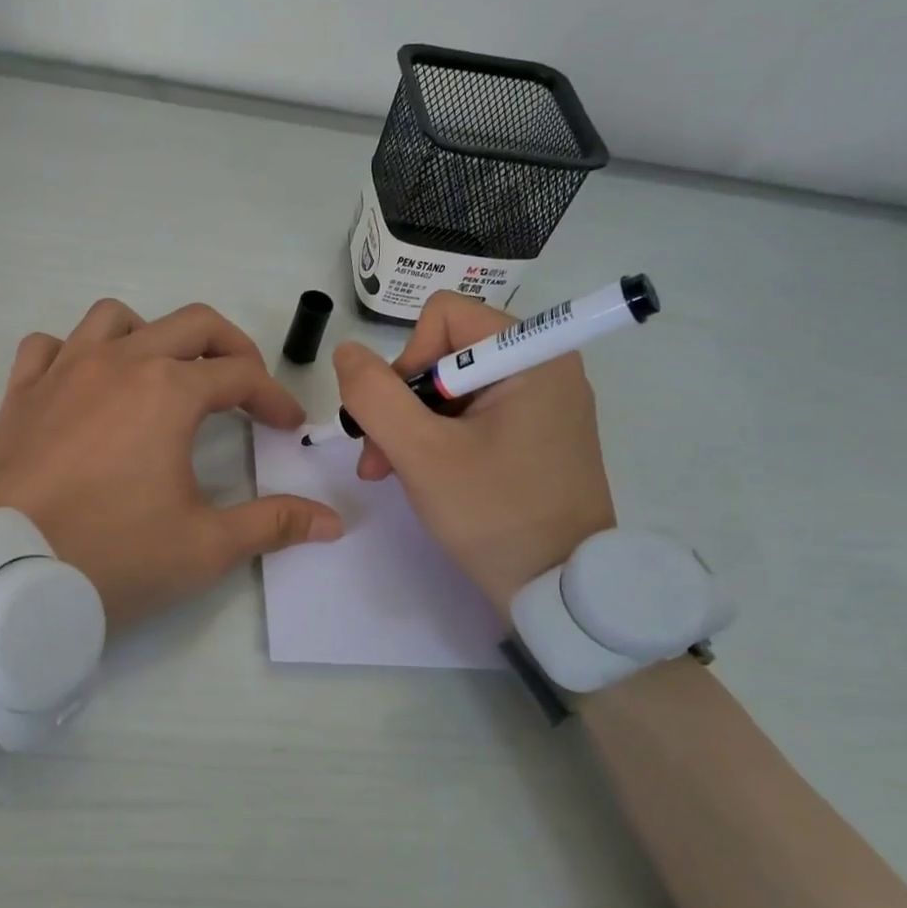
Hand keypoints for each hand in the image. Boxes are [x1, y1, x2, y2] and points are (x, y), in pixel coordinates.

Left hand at [0, 299, 342, 628]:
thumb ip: (273, 524)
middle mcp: (119, 362)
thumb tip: (333, 523)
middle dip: (230, 347)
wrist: (2, 573)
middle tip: (246, 386)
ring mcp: (64, 370)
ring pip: (116, 318)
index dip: (273, 397)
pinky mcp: (21, 393)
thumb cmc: (112, 555)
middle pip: (191, 324)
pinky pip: (50, 346)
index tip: (287, 426)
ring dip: (151, 336)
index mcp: (169, 391)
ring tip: (164, 374)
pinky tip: (86, 385)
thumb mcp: (205, 546)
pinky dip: (75, 353)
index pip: (241, 376)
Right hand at [333, 290, 615, 613]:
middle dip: (401, 403)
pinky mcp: (537, 435)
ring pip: (452, 389)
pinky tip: (421, 476)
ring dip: (411, 426)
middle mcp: (544, 366)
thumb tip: (348, 352)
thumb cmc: (493, 513)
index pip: (444, 317)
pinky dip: (439, 440)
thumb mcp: (420, 453)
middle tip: (377, 457)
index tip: (397, 418)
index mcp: (531, 355)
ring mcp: (543, 403)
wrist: (558, 590)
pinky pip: (473, 416)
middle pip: (445, 353)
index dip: (406, 360)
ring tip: (388, 472)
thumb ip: (374, 395)